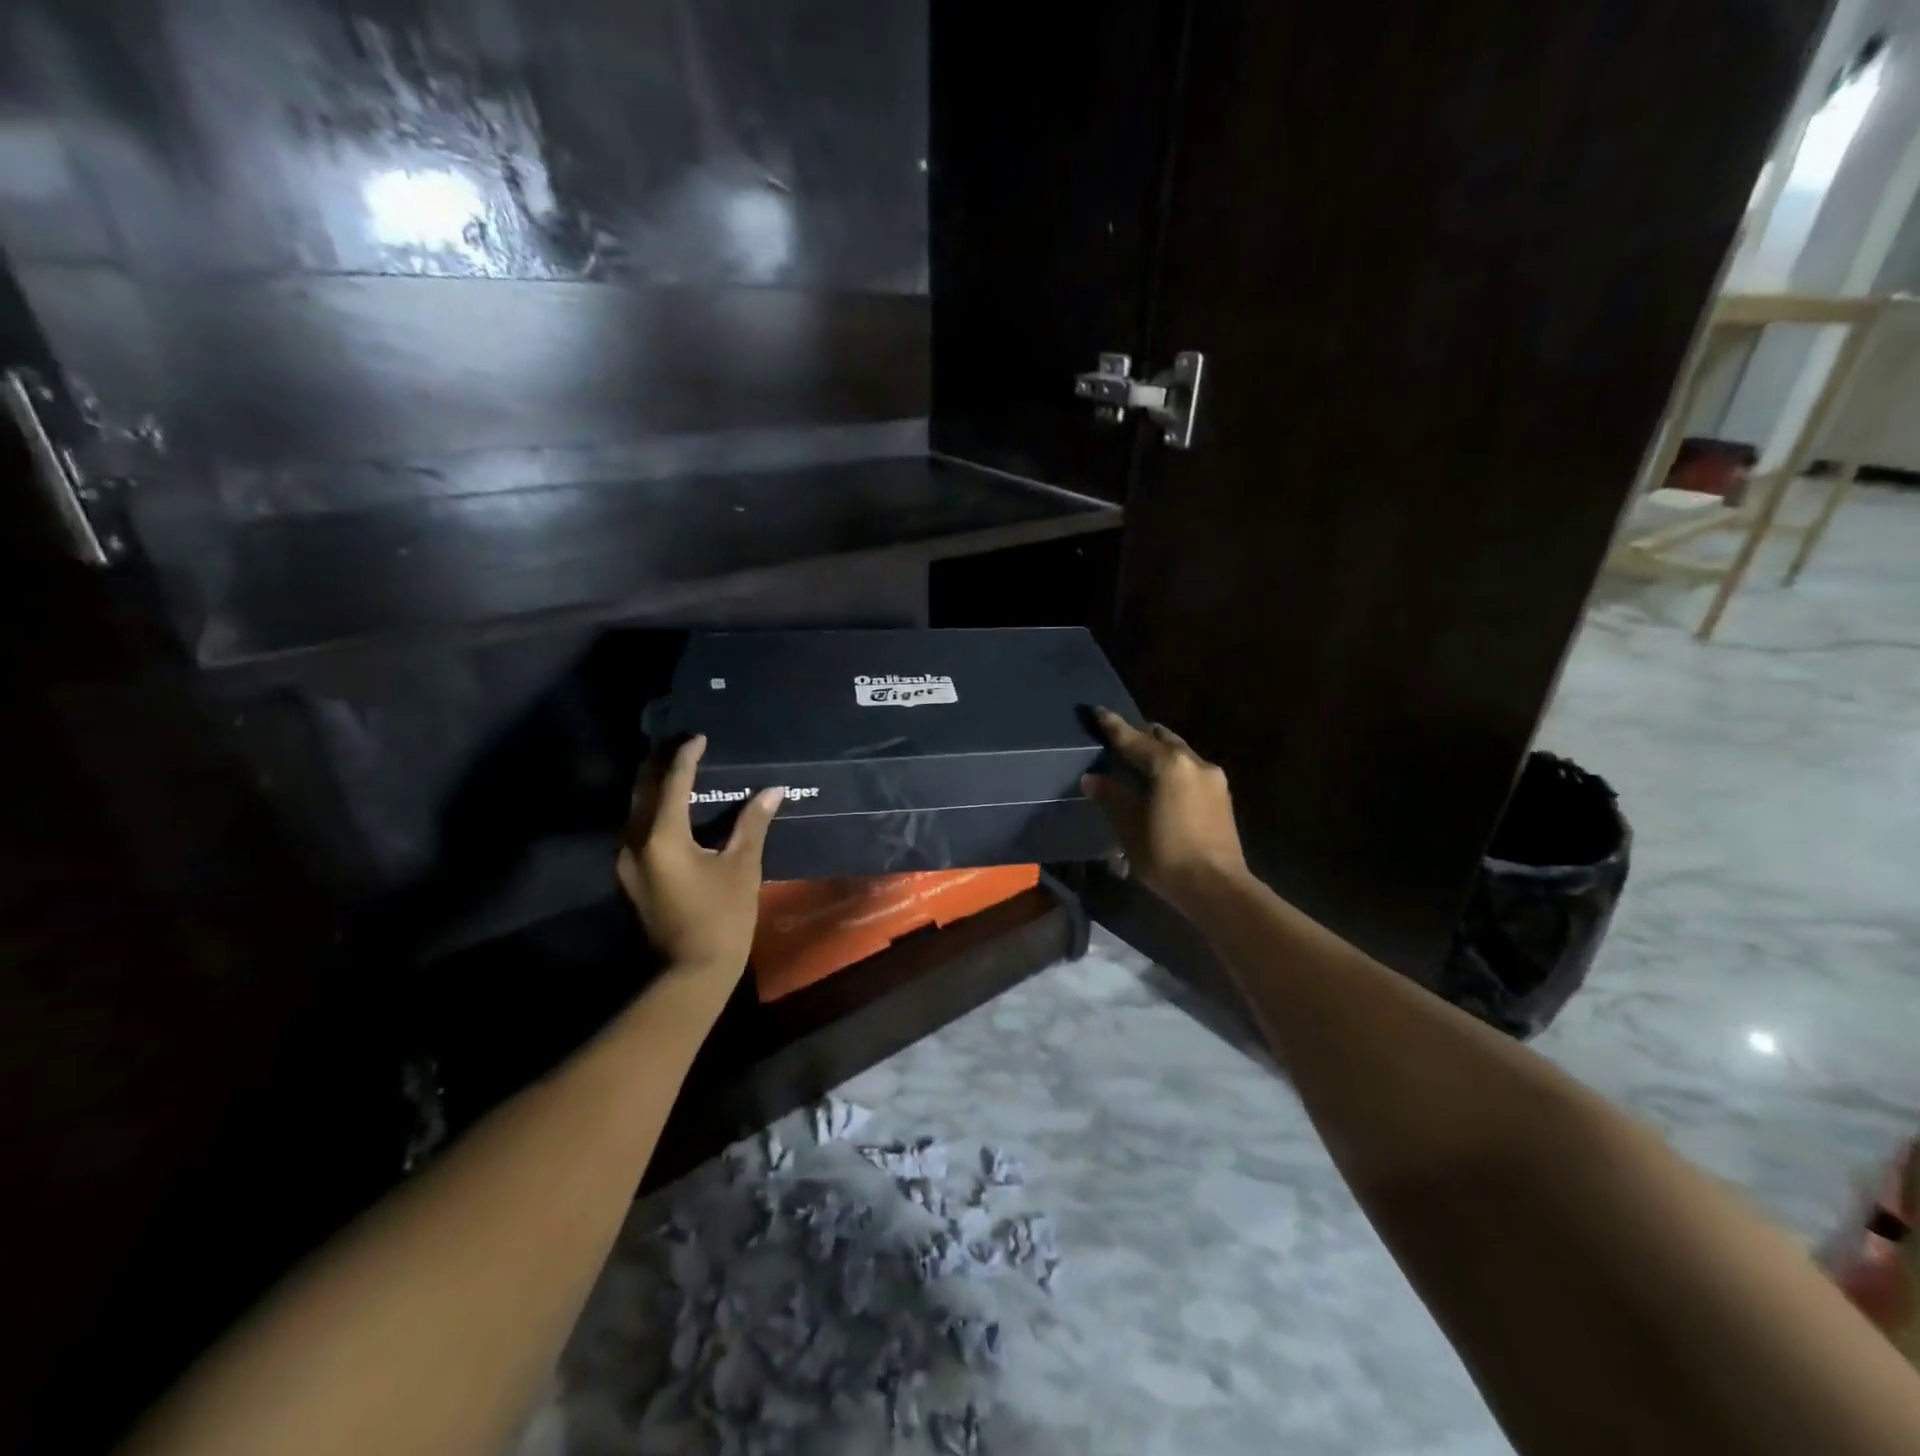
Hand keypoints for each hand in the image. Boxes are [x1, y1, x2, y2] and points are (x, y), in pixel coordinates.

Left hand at [617, 735, 783, 983]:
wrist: (690, 972)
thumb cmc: (722, 917)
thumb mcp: (742, 867)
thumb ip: (753, 823)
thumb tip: (773, 790)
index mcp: (662, 836)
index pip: (672, 782)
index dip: (687, 756)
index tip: (700, 737)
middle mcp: (634, 842)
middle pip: (641, 790)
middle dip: (660, 764)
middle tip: (683, 747)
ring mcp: (626, 862)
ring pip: (634, 810)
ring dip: (653, 787)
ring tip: (677, 771)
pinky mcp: (629, 877)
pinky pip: (635, 829)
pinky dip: (651, 811)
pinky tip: (671, 810)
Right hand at [1083, 708, 1247, 911]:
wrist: (1217, 888)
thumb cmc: (1167, 855)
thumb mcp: (1130, 827)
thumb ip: (1112, 797)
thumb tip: (1092, 778)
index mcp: (1169, 764)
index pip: (1133, 739)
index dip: (1113, 726)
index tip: (1098, 711)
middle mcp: (1195, 762)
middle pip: (1162, 739)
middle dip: (1141, 737)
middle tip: (1119, 743)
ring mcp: (1213, 779)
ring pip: (1180, 754)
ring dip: (1159, 755)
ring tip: (1139, 766)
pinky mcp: (1222, 797)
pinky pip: (1191, 771)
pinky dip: (1173, 770)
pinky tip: (1162, 787)